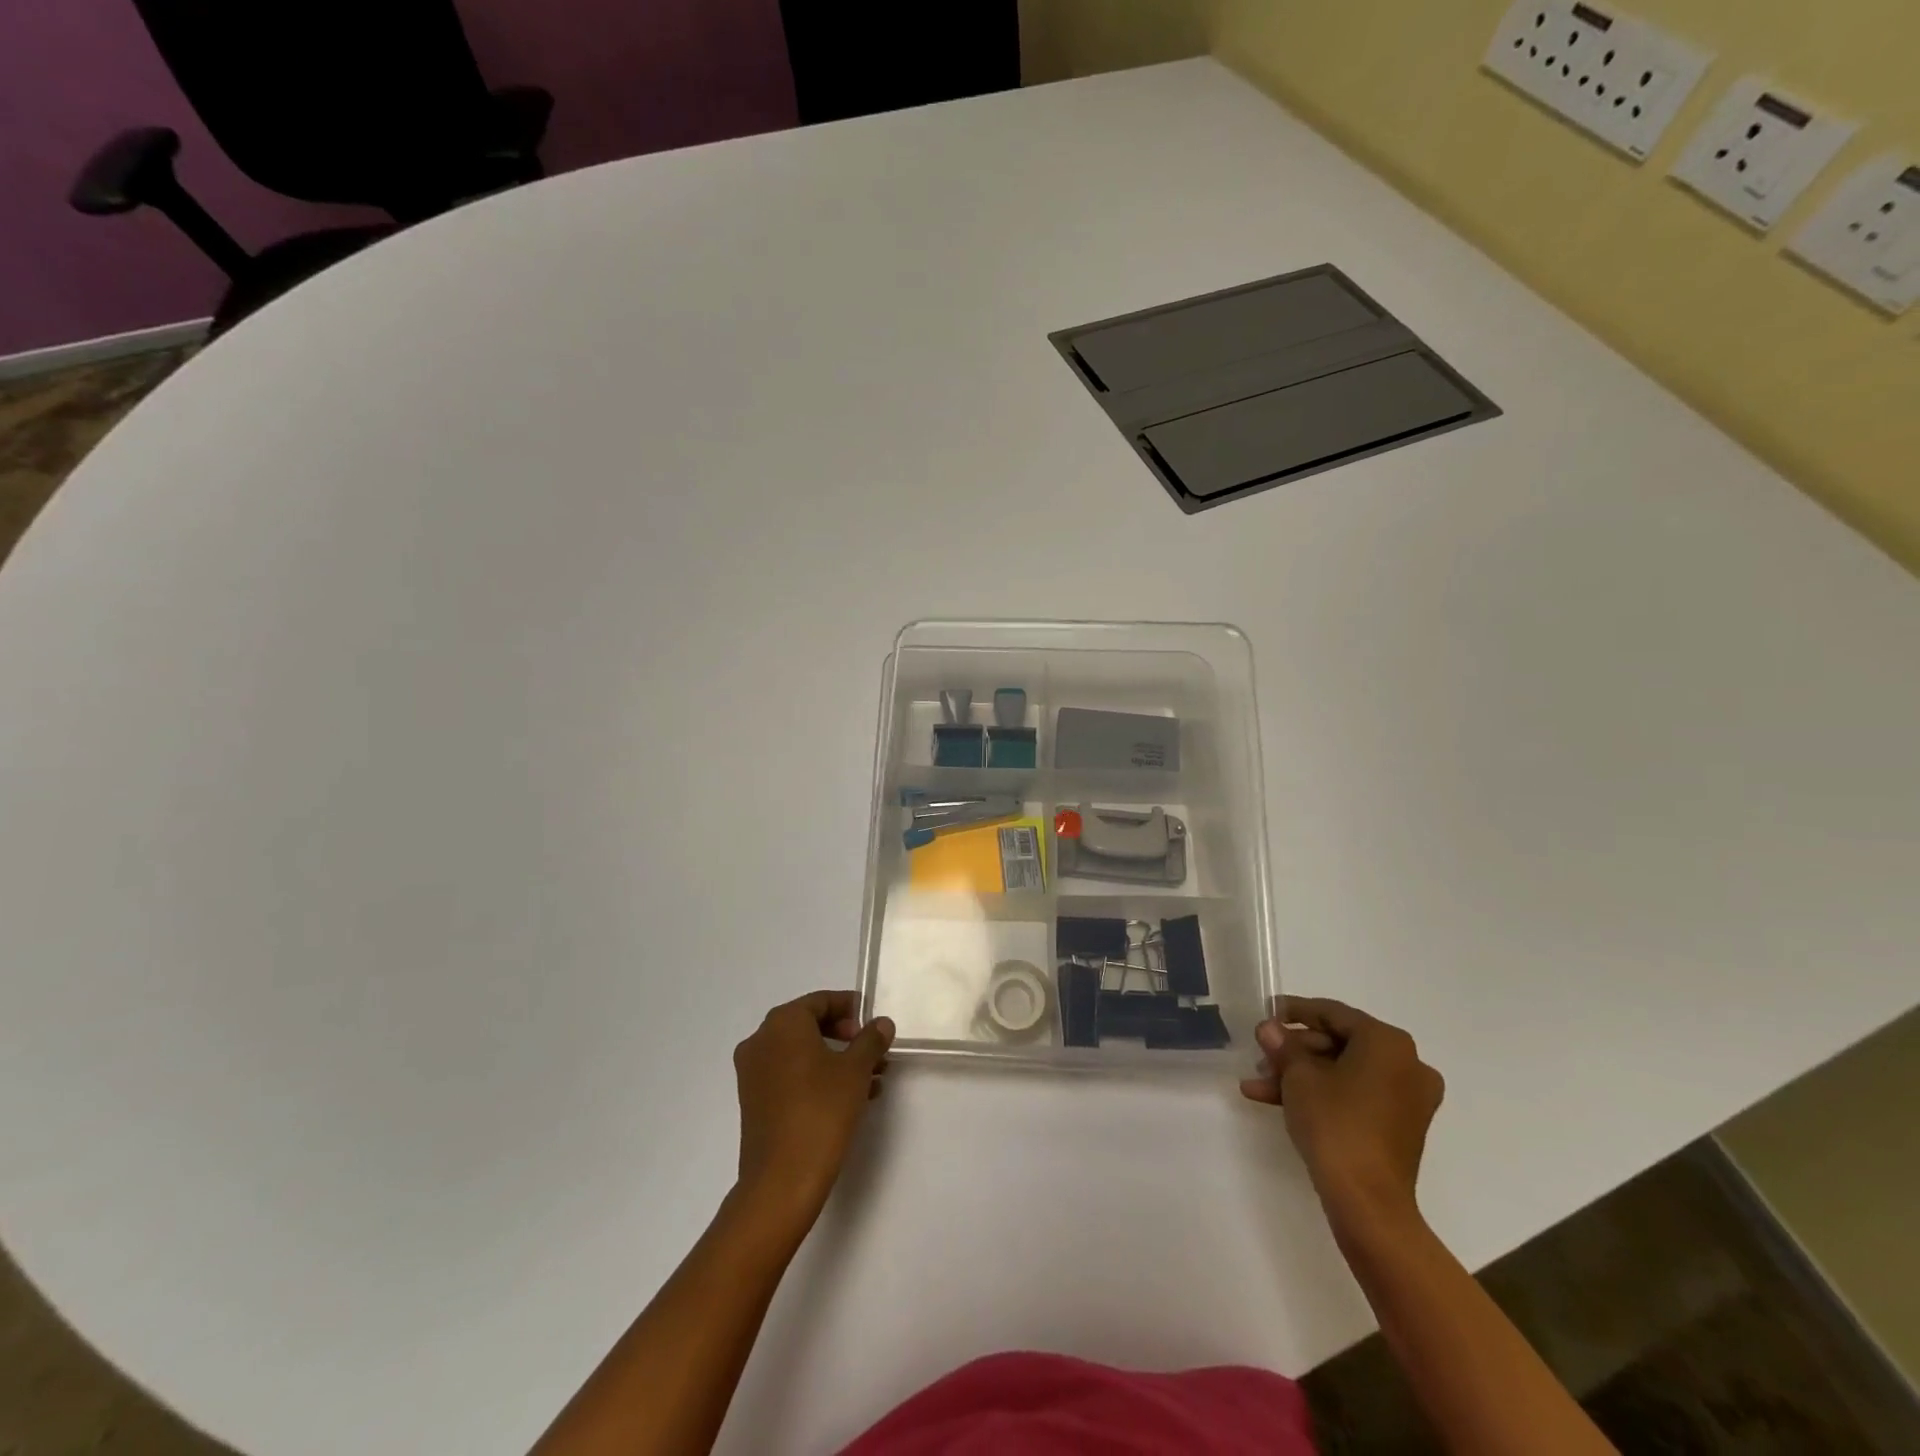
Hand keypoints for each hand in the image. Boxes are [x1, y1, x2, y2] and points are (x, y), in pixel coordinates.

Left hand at [733, 991, 893, 1222]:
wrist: (782, 1180)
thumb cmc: (821, 1111)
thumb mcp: (856, 1070)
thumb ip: (871, 1040)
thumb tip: (881, 1023)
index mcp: (783, 1023)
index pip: (821, 1001)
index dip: (850, 1008)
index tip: (873, 1023)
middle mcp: (761, 1040)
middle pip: (809, 1025)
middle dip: (845, 1036)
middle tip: (872, 1050)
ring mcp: (753, 1072)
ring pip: (801, 1053)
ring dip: (835, 1059)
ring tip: (872, 1078)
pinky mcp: (754, 1101)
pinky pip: (790, 1075)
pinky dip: (817, 1077)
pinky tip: (849, 1097)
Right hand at [1240, 996, 1443, 1226]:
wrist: (1367, 1202)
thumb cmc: (1335, 1124)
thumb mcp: (1298, 1076)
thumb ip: (1283, 1045)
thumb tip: (1269, 1029)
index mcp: (1387, 1043)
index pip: (1333, 1013)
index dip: (1295, 1011)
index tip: (1267, 1012)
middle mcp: (1407, 1064)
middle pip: (1339, 1043)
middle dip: (1294, 1051)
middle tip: (1261, 1056)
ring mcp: (1407, 1098)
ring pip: (1343, 1072)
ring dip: (1300, 1075)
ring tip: (1259, 1084)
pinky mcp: (1399, 1125)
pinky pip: (1355, 1095)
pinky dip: (1321, 1095)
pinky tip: (1277, 1101)